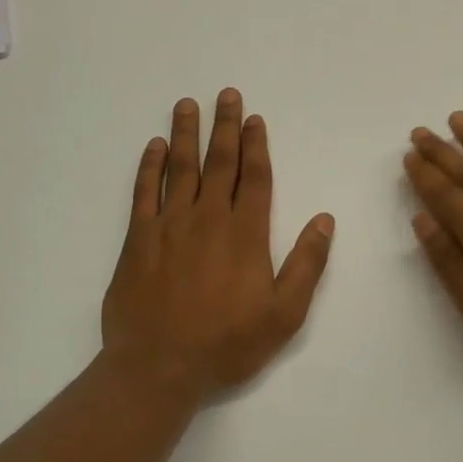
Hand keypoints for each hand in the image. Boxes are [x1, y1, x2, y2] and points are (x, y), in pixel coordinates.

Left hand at [102, 90, 334, 401]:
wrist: (158, 367)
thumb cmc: (227, 344)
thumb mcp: (284, 314)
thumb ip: (307, 264)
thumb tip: (324, 220)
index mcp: (246, 234)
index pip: (255, 178)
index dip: (256, 146)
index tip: (255, 119)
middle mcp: (208, 219)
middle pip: (219, 163)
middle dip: (225, 127)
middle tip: (226, 94)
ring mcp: (169, 226)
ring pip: (180, 169)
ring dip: (186, 134)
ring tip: (187, 104)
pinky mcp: (137, 240)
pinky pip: (143, 193)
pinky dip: (149, 167)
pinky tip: (154, 147)